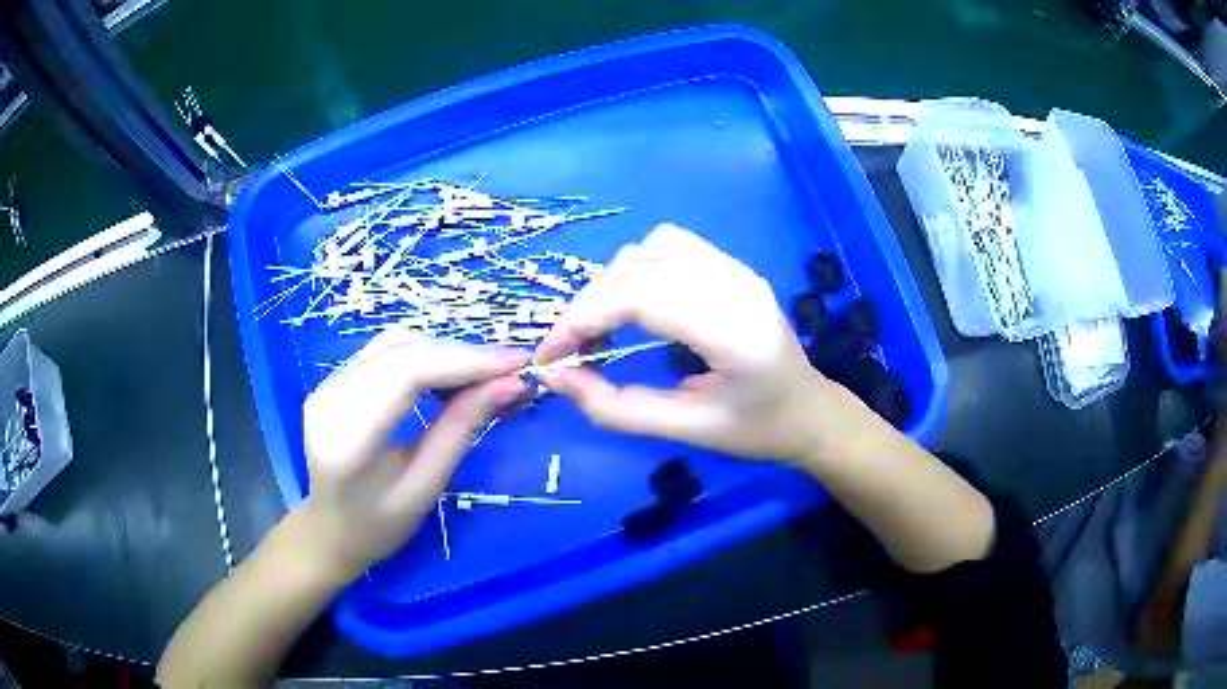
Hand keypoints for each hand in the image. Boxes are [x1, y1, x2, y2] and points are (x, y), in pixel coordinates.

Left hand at [301, 330, 528, 578]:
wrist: (329, 531)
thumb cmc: (378, 526)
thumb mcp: (425, 487)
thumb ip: (462, 430)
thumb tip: (512, 384)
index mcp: (346, 437)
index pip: (407, 374)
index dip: (465, 361)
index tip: (518, 362)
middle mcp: (329, 397)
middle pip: (403, 352)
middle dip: (463, 356)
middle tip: (512, 372)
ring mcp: (327, 383)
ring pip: (396, 345)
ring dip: (446, 355)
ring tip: (485, 378)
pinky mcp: (334, 379)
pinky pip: (387, 352)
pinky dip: (426, 357)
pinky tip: (449, 378)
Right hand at [535, 224, 862, 461]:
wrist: (810, 411)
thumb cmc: (757, 430)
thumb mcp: (687, 430)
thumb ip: (617, 409)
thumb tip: (557, 379)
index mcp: (732, 328)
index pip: (638, 297)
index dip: (581, 319)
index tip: (550, 356)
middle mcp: (734, 283)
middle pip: (635, 269)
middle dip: (586, 307)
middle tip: (566, 351)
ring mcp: (735, 267)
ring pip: (646, 250)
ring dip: (607, 285)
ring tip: (595, 329)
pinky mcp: (731, 265)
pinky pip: (667, 244)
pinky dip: (634, 268)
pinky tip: (631, 301)